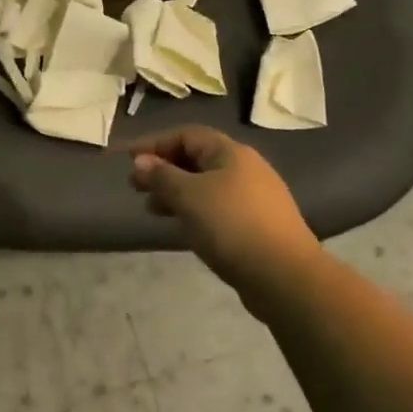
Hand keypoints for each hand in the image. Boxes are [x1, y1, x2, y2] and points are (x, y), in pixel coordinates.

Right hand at [126, 126, 318, 307]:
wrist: (285, 277)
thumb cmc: (231, 226)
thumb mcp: (188, 196)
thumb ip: (161, 176)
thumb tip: (140, 161)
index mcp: (230, 152)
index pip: (186, 135)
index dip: (154, 143)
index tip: (128, 160)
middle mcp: (245, 168)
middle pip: (196, 158)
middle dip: (164, 170)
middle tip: (136, 187)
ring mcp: (254, 197)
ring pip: (206, 185)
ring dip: (176, 193)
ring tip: (153, 210)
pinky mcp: (257, 225)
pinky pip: (218, 208)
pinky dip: (194, 211)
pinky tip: (183, 228)